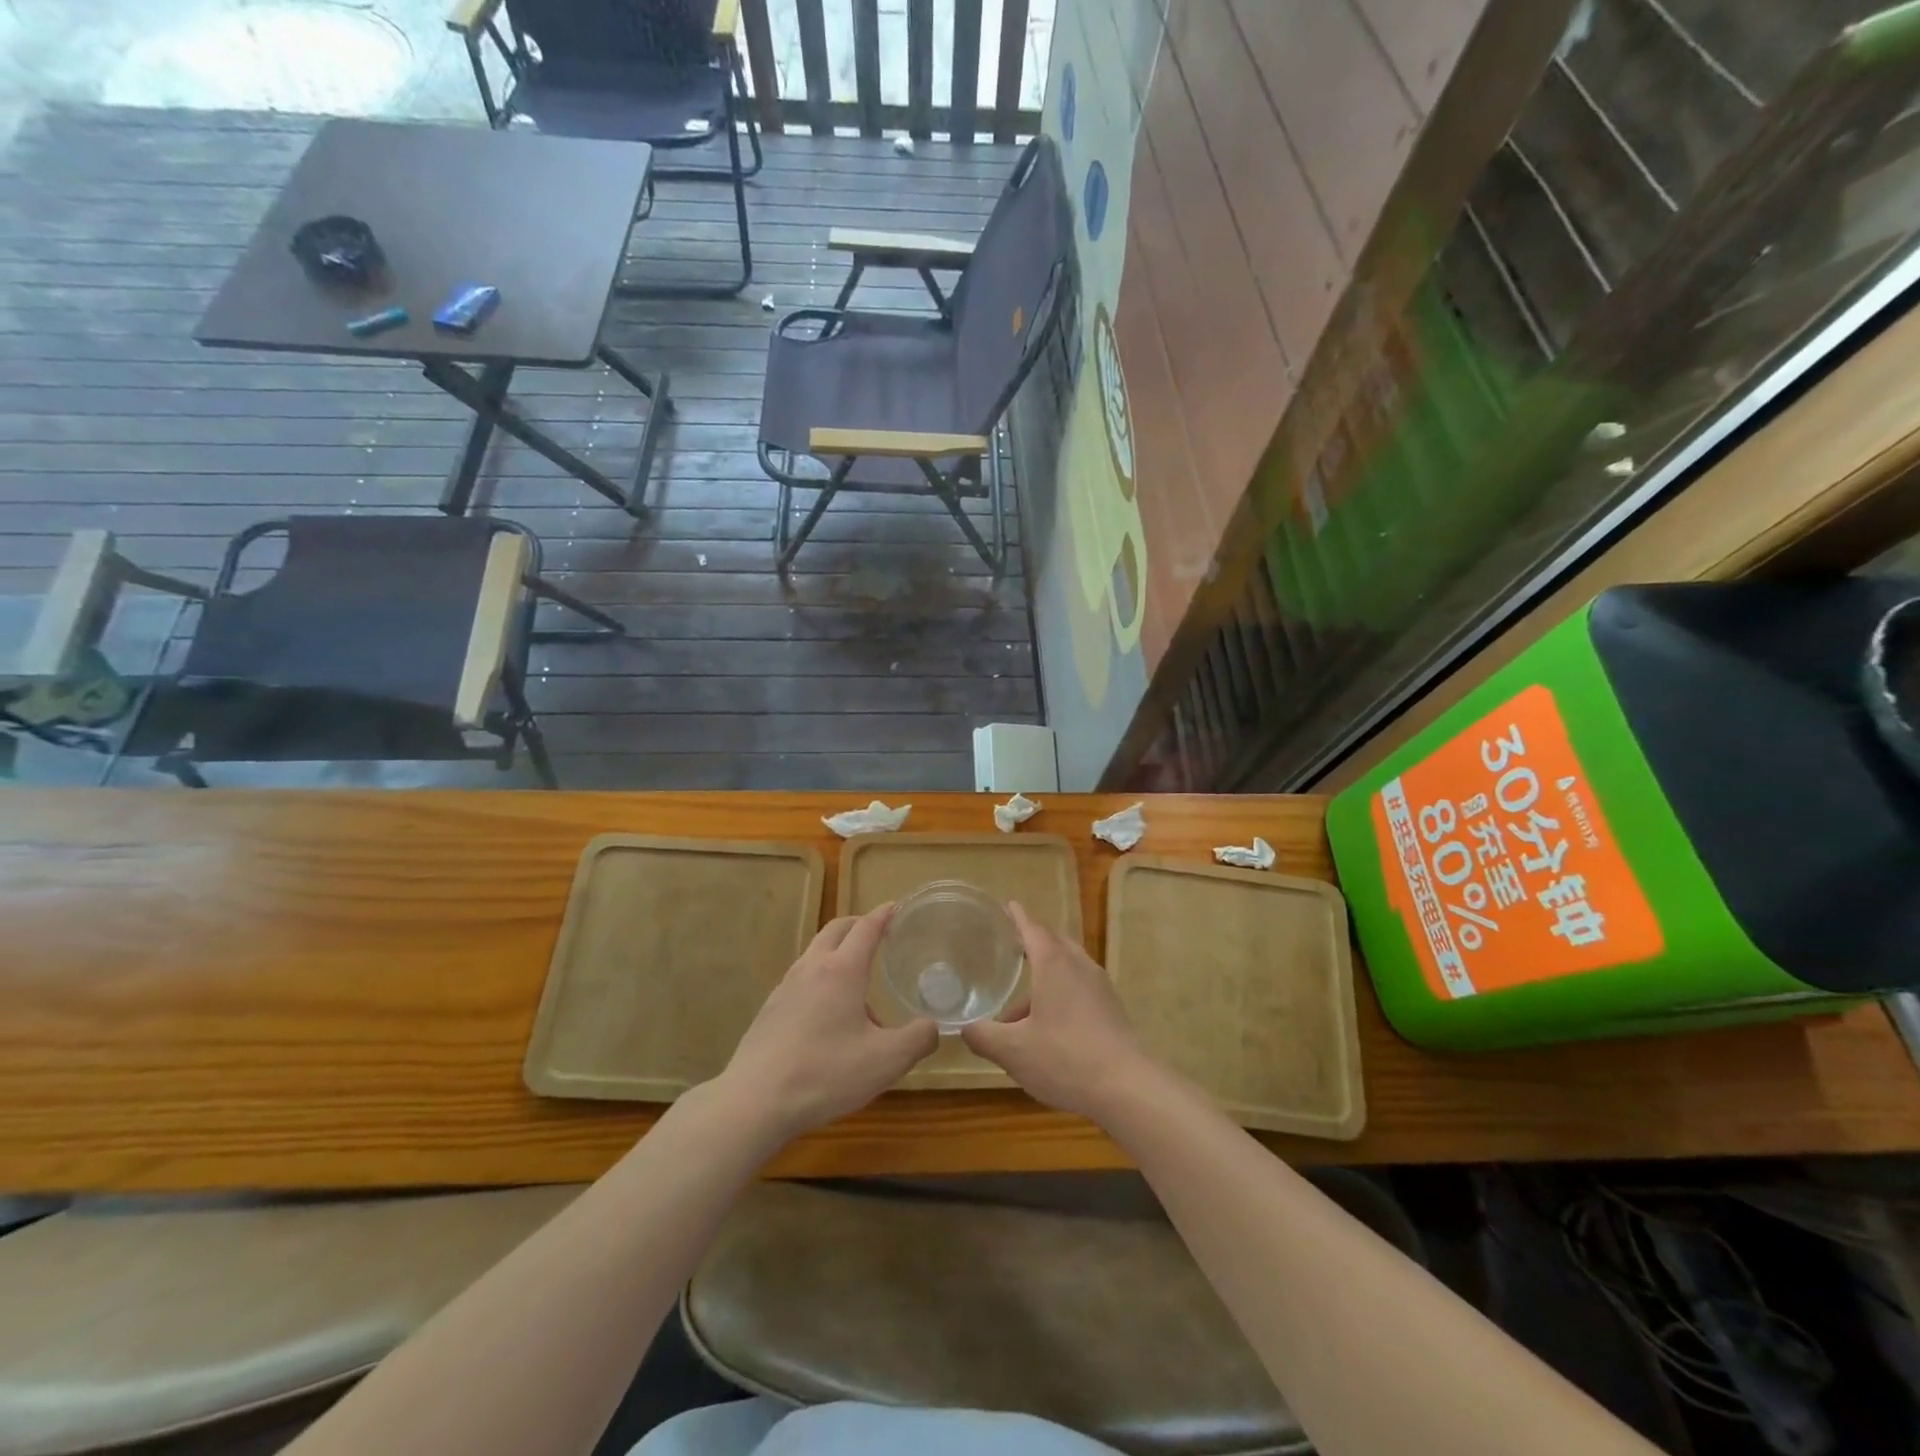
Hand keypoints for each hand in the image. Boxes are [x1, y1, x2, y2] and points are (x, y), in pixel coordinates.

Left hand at [716, 905, 937, 1142]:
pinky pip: (801, 982)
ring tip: (860, 992)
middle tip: (878, 933)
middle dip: (858, 925)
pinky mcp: (769, 1012)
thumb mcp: (886, 1061)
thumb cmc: (825, 1073)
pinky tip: (829, 1020)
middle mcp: (811, 969)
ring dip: (838, 957)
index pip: (866, 928)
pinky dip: (821, 983)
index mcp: (842, 970)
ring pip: (815, 956)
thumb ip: (918, 1039)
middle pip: (835, 931)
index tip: (897, 907)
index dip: (884, 915)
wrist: (754, 1101)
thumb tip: (932, 1027)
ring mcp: (785, 989)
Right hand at [961, 901, 1157, 1121]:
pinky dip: (1060, 993)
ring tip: (1018, 1008)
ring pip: (1068, 968)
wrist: (1127, 1087)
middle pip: (1055, 943)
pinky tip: (1047, 1027)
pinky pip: (1080, 988)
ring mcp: (1100, 987)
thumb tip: (964, 1027)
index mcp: (1054, 964)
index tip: (1008, 905)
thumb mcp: (1013, 1051)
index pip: (1033, 929)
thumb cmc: (1065, 1058)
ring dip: (1045, 977)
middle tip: (1011, 947)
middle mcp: (1079, 966)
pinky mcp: (1111, 1010)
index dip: (1018, 918)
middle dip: (1033, 941)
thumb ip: (983, 1036)